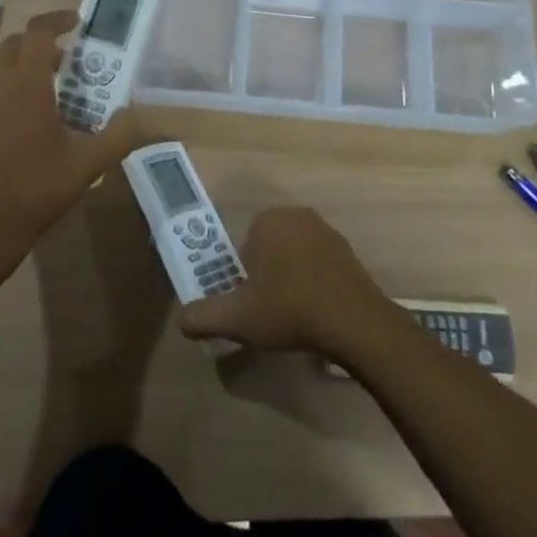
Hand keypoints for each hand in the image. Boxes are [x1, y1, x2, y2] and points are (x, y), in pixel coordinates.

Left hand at [0, 9, 136, 275]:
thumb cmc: (35, 191)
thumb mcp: (87, 166)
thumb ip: (116, 136)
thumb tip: (129, 115)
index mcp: (26, 85)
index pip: (39, 32)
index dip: (57, 20)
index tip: (75, 22)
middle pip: (14, 45)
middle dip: (39, 44)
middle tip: (63, 64)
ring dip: (18, 70)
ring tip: (40, 97)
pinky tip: (11, 128)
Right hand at [176, 207, 399, 359]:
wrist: (354, 321)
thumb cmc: (289, 309)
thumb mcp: (237, 319)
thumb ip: (203, 317)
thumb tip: (182, 320)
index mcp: (267, 220)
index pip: (243, 246)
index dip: (242, 276)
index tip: (249, 302)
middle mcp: (295, 214)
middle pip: (267, 247)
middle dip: (265, 275)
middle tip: (268, 310)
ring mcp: (325, 229)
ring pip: (293, 254)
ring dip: (290, 277)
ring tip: (293, 314)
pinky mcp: (346, 249)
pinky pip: (318, 262)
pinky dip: (313, 281)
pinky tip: (316, 310)